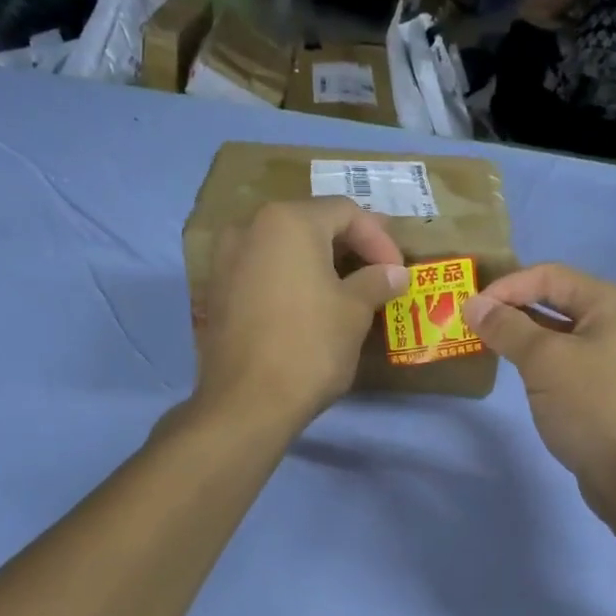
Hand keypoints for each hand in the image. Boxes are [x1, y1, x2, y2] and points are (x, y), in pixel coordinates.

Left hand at [197, 197, 406, 433]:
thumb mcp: (354, 311)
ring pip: (284, 248)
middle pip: (311, 224)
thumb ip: (376, 281)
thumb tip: (394, 273)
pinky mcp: (217, 291)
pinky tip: (309, 306)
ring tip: (347, 290)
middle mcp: (250, 227)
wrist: (247, 403)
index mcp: (288, 221)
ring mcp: (226, 259)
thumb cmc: (309, 347)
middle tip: (378, 274)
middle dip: (349, 247)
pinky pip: (263, 272)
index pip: (346, 212)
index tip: (398, 272)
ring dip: (319, 263)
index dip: (380, 239)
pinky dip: (290, 280)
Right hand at [463, 264, 615, 501]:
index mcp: (613, 303)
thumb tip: (473, 305)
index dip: (507, 286)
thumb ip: (507, 328)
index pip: (551, 275)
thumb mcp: (544, 362)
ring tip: (488, 344)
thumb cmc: (592, 407)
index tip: (470, 308)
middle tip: (474, 324)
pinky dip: (541, 359)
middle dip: (513, 309)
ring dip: (524, 335)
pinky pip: (569, 359)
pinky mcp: (610, 386)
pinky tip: (518, 371)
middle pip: (558, 300)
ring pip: (561, 333)